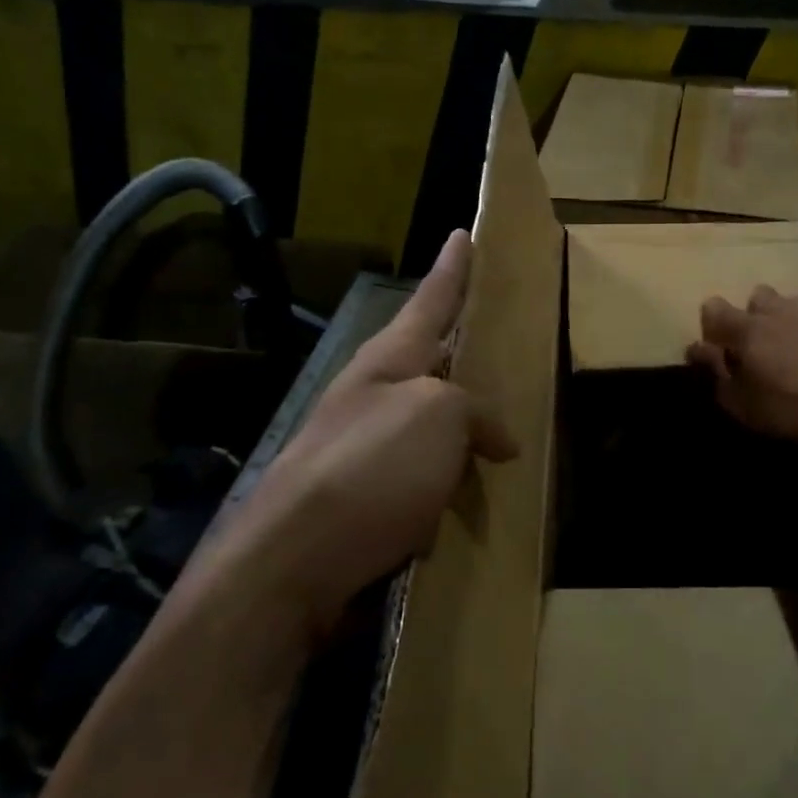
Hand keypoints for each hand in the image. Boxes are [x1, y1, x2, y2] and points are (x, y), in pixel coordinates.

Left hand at [235, 230, 515, 630]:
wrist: (293, 566)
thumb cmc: (371, 468)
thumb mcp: (438, 416)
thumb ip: (475, 412)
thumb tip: (496, 440)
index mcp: (389, 361)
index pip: (431, 299)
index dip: (453, 268)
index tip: (463, 232)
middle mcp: (374, 396)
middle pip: (429, 361)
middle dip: (461, 351)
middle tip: (500, 340)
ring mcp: (365, 449)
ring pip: (430, 426)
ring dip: (462, 430)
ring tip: (504, 433)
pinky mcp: (366, 501)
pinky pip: (424, 480)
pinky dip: (450, 486)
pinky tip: (471, 501)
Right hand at [687, 285, 797, 444]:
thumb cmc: (787, 406)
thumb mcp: (740, 400)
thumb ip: (716, 371)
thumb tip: (698, 348)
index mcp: (748, 328)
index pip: (715, 308)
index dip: (710, 323)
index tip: (713, 345)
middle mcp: (780, 313)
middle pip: (759, 296)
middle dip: (753, 313)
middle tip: (755, 343)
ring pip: (794, 304)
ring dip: (786, 319)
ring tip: (790, 347)